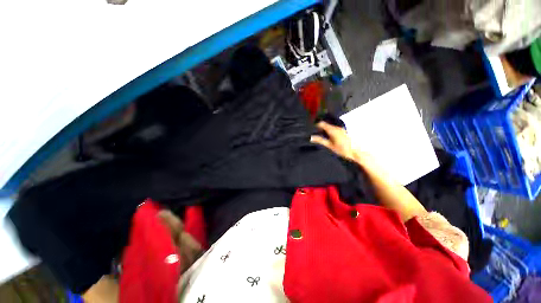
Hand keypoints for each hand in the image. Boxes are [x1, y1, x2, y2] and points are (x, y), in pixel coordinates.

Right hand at [310, 121, 356, 160]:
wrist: (355, 152)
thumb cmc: (342, 150)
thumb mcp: (329, 146)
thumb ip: (320, 140)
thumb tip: (312, 137)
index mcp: (332, 130)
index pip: (322, 124)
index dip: (316, 125)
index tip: (312, 128)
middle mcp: (337, 127)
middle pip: (326, 125)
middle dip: (320, 128)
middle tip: (315, 133)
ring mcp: (341, 129)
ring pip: (330, 127)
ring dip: (325, 130)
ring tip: (321, 136)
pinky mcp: (343, 131)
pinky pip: (334, 129)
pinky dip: (330, 131)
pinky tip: (329, 137)